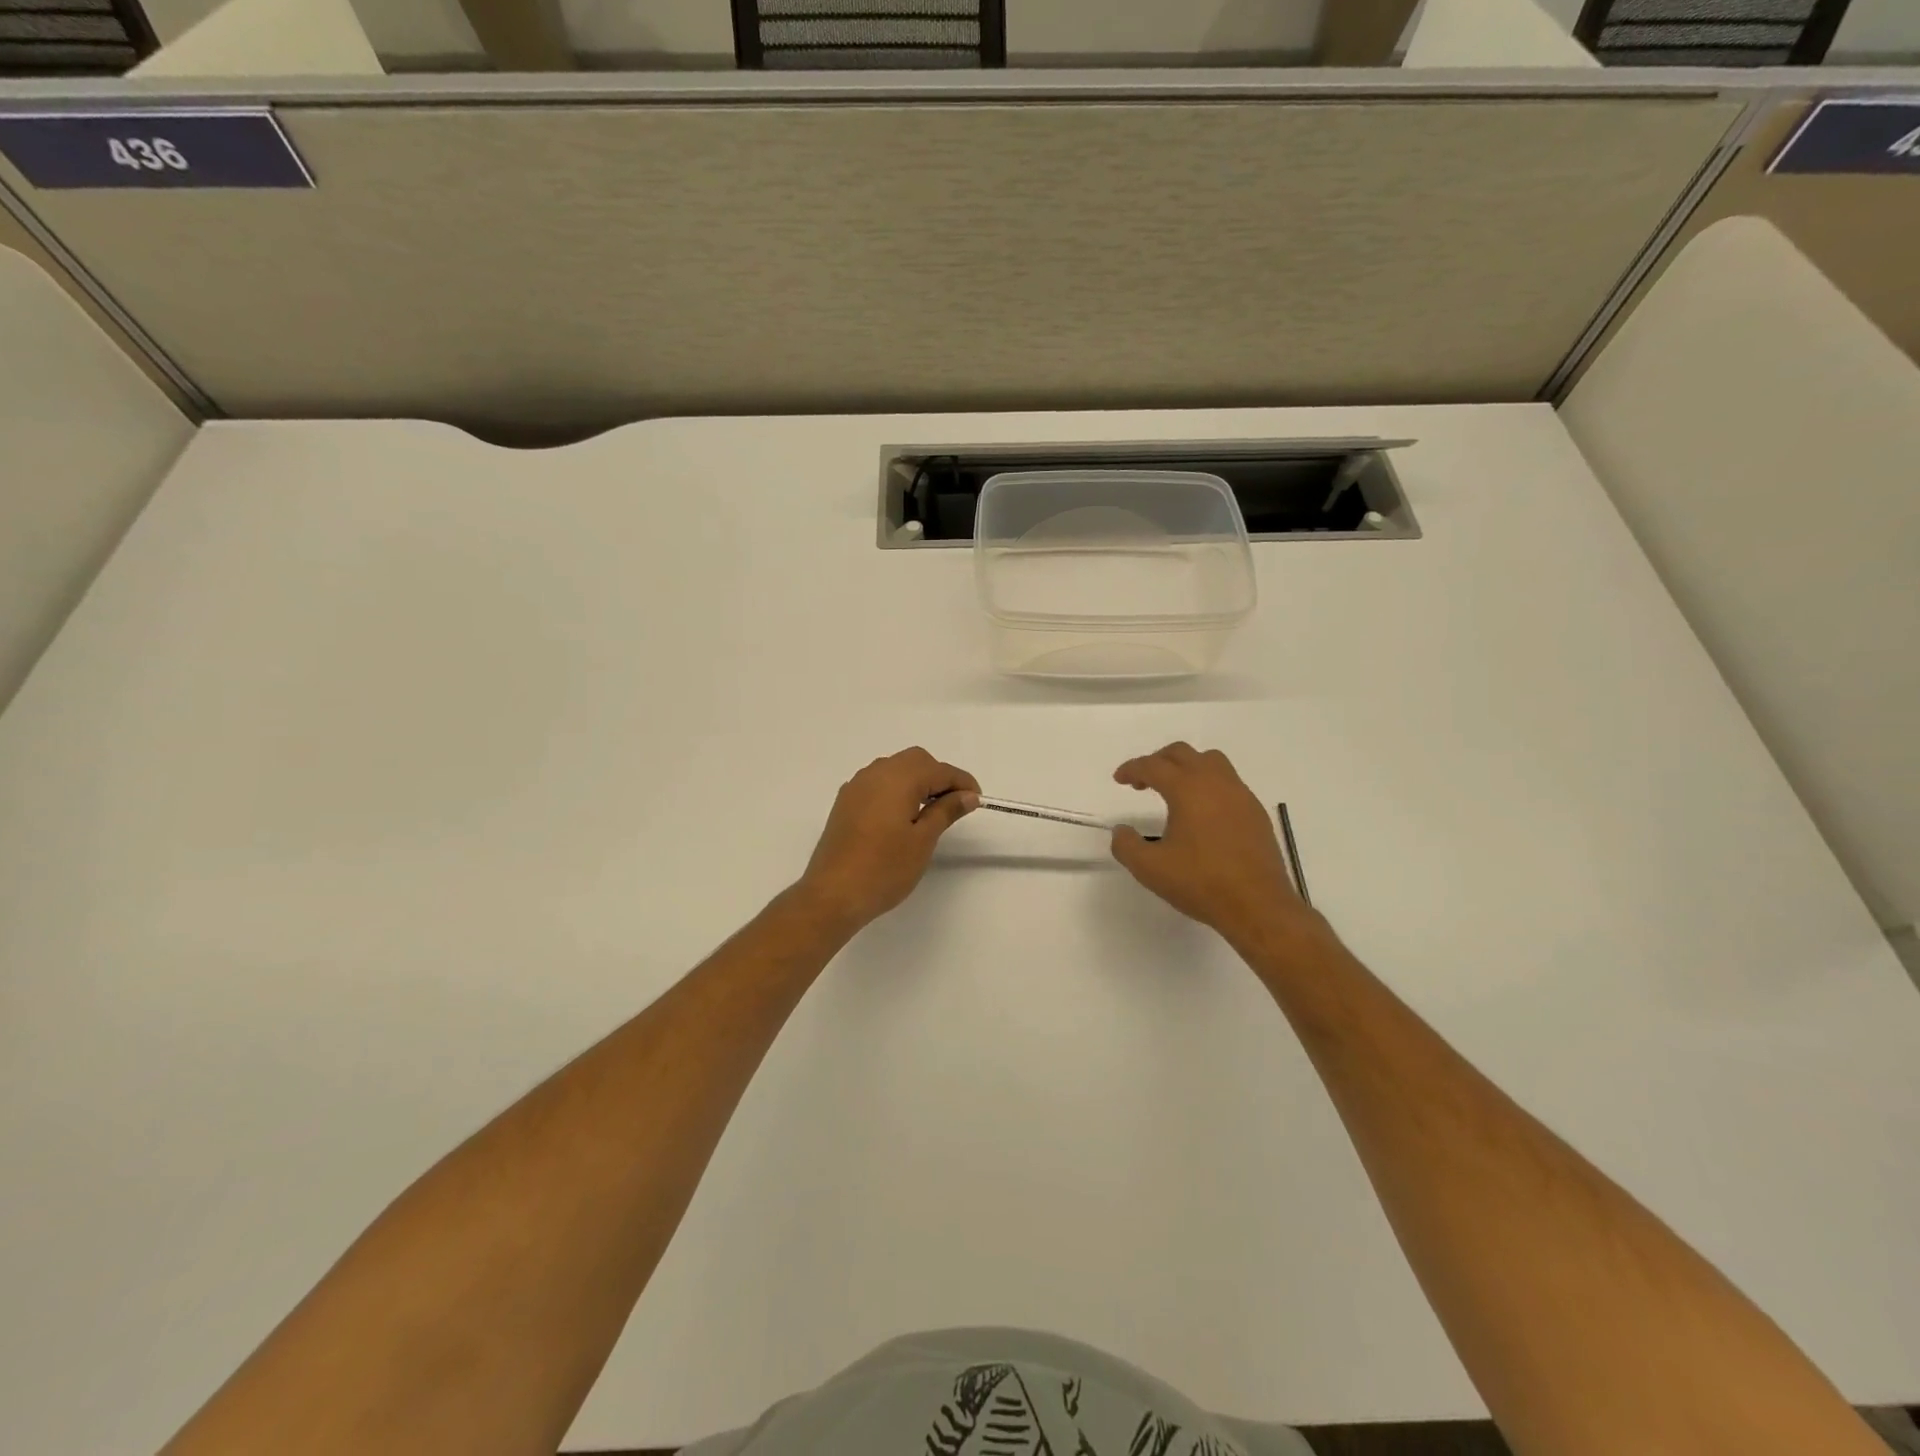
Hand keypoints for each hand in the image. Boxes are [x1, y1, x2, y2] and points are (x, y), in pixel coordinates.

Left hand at [797, 747, 979, 932]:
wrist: (833, 894)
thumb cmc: (884, 868)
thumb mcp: (923, 840)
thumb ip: (946, 811)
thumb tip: (967, 795)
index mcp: (898, 778)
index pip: (939, 770)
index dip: (962, 782)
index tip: (977, 800)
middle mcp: (876, 773)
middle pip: (916, 761)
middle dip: (938, 776)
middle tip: (955, 804)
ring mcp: (856, 786)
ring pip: (894, 769)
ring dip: (916, 781)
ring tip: (931, 811)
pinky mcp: (846, 802)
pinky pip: (877, 783)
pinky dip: (896, 789)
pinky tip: (902, 815)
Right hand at [1110, 743, 1311, 950]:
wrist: (1258, 906)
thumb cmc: (1201, 883)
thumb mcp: (1150, 868)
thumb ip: (1126, 845)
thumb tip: (1121, 831)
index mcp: (1188, 789)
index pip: (1153, 765)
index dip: (1132, 768)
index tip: (1120, 779)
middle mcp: (1216, 783)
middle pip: (1183, 753)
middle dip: (1158, 761)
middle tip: (1143, 782)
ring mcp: (1241, 795)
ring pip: (1211, 762)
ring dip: (1187, 768)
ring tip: (1175, 791)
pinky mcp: (1256, 812)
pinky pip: (1229, 783)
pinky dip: (1209, 785)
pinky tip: (1203, 814)